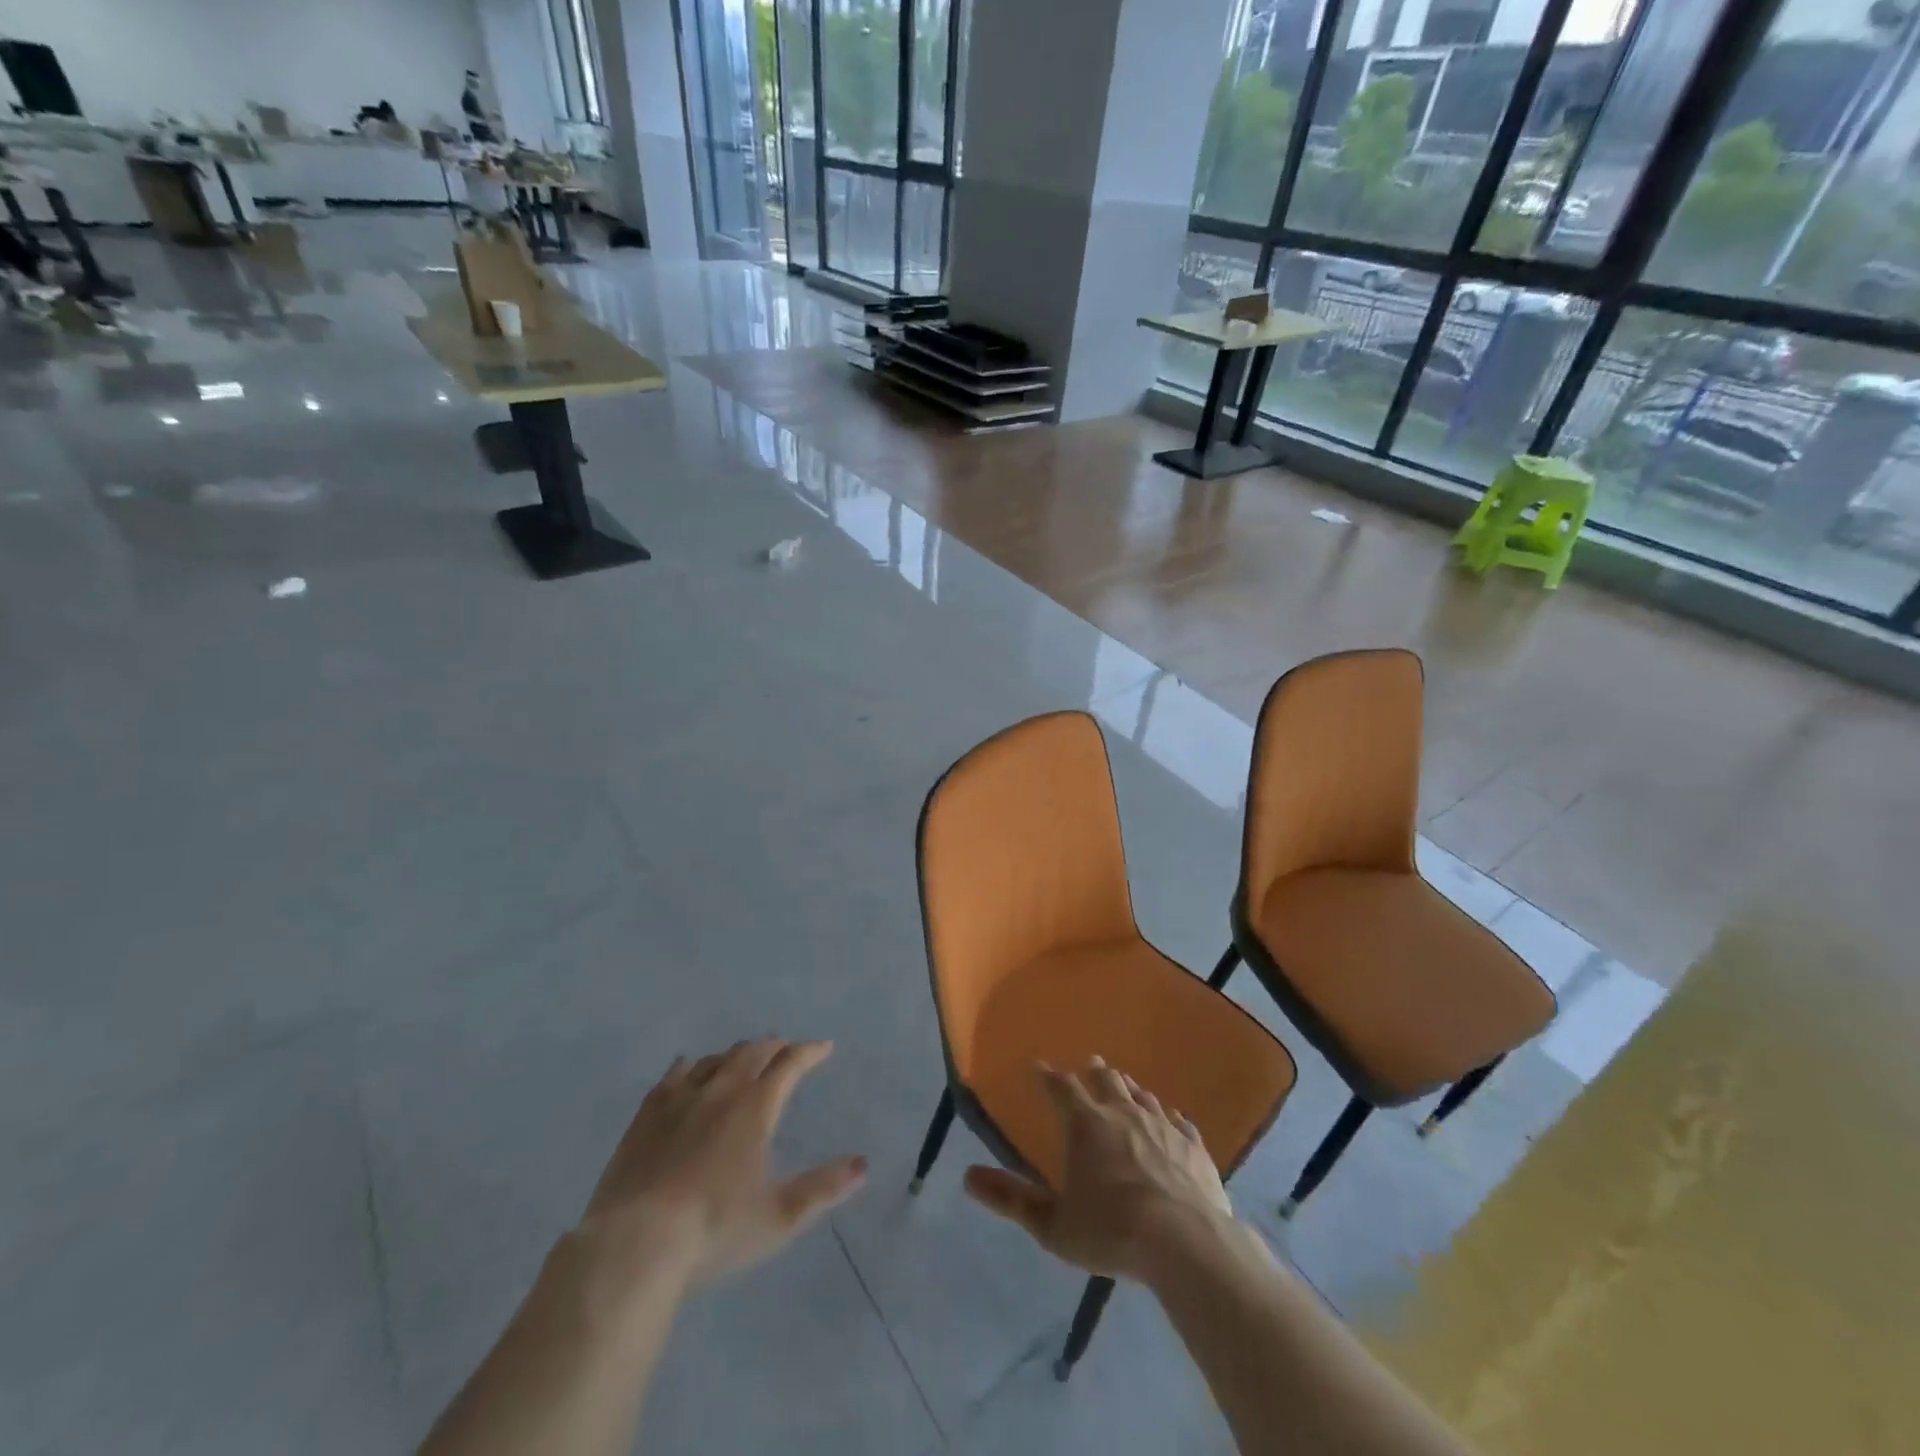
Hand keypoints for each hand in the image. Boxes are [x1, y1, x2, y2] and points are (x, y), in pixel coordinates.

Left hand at [580, 1038, 866, 1286]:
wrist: (634, 1245)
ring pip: (716, 1058)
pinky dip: (692, 1065)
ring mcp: (680, 1098)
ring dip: (737, 1053)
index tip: (824, 1047)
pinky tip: (689, 1068)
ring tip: (745, 1057)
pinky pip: (674, 1074)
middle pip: (752, 1052)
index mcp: (756, 1107)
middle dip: (774, 1046)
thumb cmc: (715, 1230)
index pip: (790, 1064)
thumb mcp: (779, 1217)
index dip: (810, 1052)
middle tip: (785, 1049)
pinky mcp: (646, 1114)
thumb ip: (824, 1188)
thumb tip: (862, 1164)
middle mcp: (721, 1090)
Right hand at [963, 1057, 1233, 1281]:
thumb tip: (967, 1177)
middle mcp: (1124, 1113)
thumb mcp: (1053, 1225)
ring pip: (1143, 1096)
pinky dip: (1170, 1116)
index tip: (1039, 1066)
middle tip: (1090, 1063)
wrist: (1186, 1243)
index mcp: (1086, 1124)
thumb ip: (1011, 1200)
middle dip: (1095, 1071)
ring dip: (1130, 1089)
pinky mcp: (1193, 1146)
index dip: (1048, 1076)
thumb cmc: (1112, 1232)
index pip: (1061, 1088)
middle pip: (1107, 1081)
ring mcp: (1163, 1126)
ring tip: (1126, 1084)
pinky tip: (1172, 1119)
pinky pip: (1179, 1122)